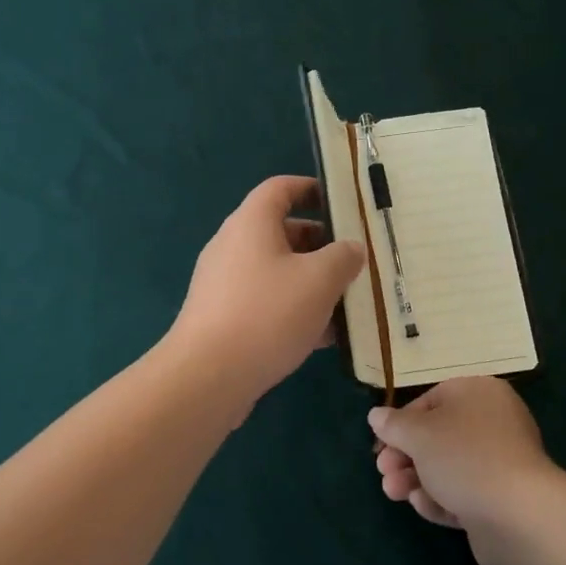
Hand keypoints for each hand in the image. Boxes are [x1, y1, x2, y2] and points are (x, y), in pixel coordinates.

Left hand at [168, 176, 365, 407]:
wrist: (208, 376)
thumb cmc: (267, 313)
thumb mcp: (319, 280)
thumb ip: (343, 257)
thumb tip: (352, 248)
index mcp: (252, 223)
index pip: (281, 188)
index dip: (312, 188)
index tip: (343, 203)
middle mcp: (234, 246)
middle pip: (283, 232)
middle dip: (322, 244)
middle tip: (357, 260)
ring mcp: (226, 284)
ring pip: (279, 272)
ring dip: (313, 283)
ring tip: (350, 300)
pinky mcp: (225, 318)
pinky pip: (268, 303)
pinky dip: (296, 311)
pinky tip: (327, 337)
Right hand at [369, 376, 560, 564]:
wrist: (517, 514)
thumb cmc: (463, 457)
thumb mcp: (418, 434)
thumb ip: (394, 425)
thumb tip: (376, 416)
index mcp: (479, 393)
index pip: (431, 401)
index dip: (401, 423)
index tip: (381, 444)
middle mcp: (494, 422)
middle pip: (438, 436)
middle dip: (405, 456)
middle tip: (383, 472)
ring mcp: (501, 462)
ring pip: (448, 467)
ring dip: (416, 479)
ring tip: (393, 493)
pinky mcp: (502, 499)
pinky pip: (465, 493)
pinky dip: (441, 498)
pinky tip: (423, 506)